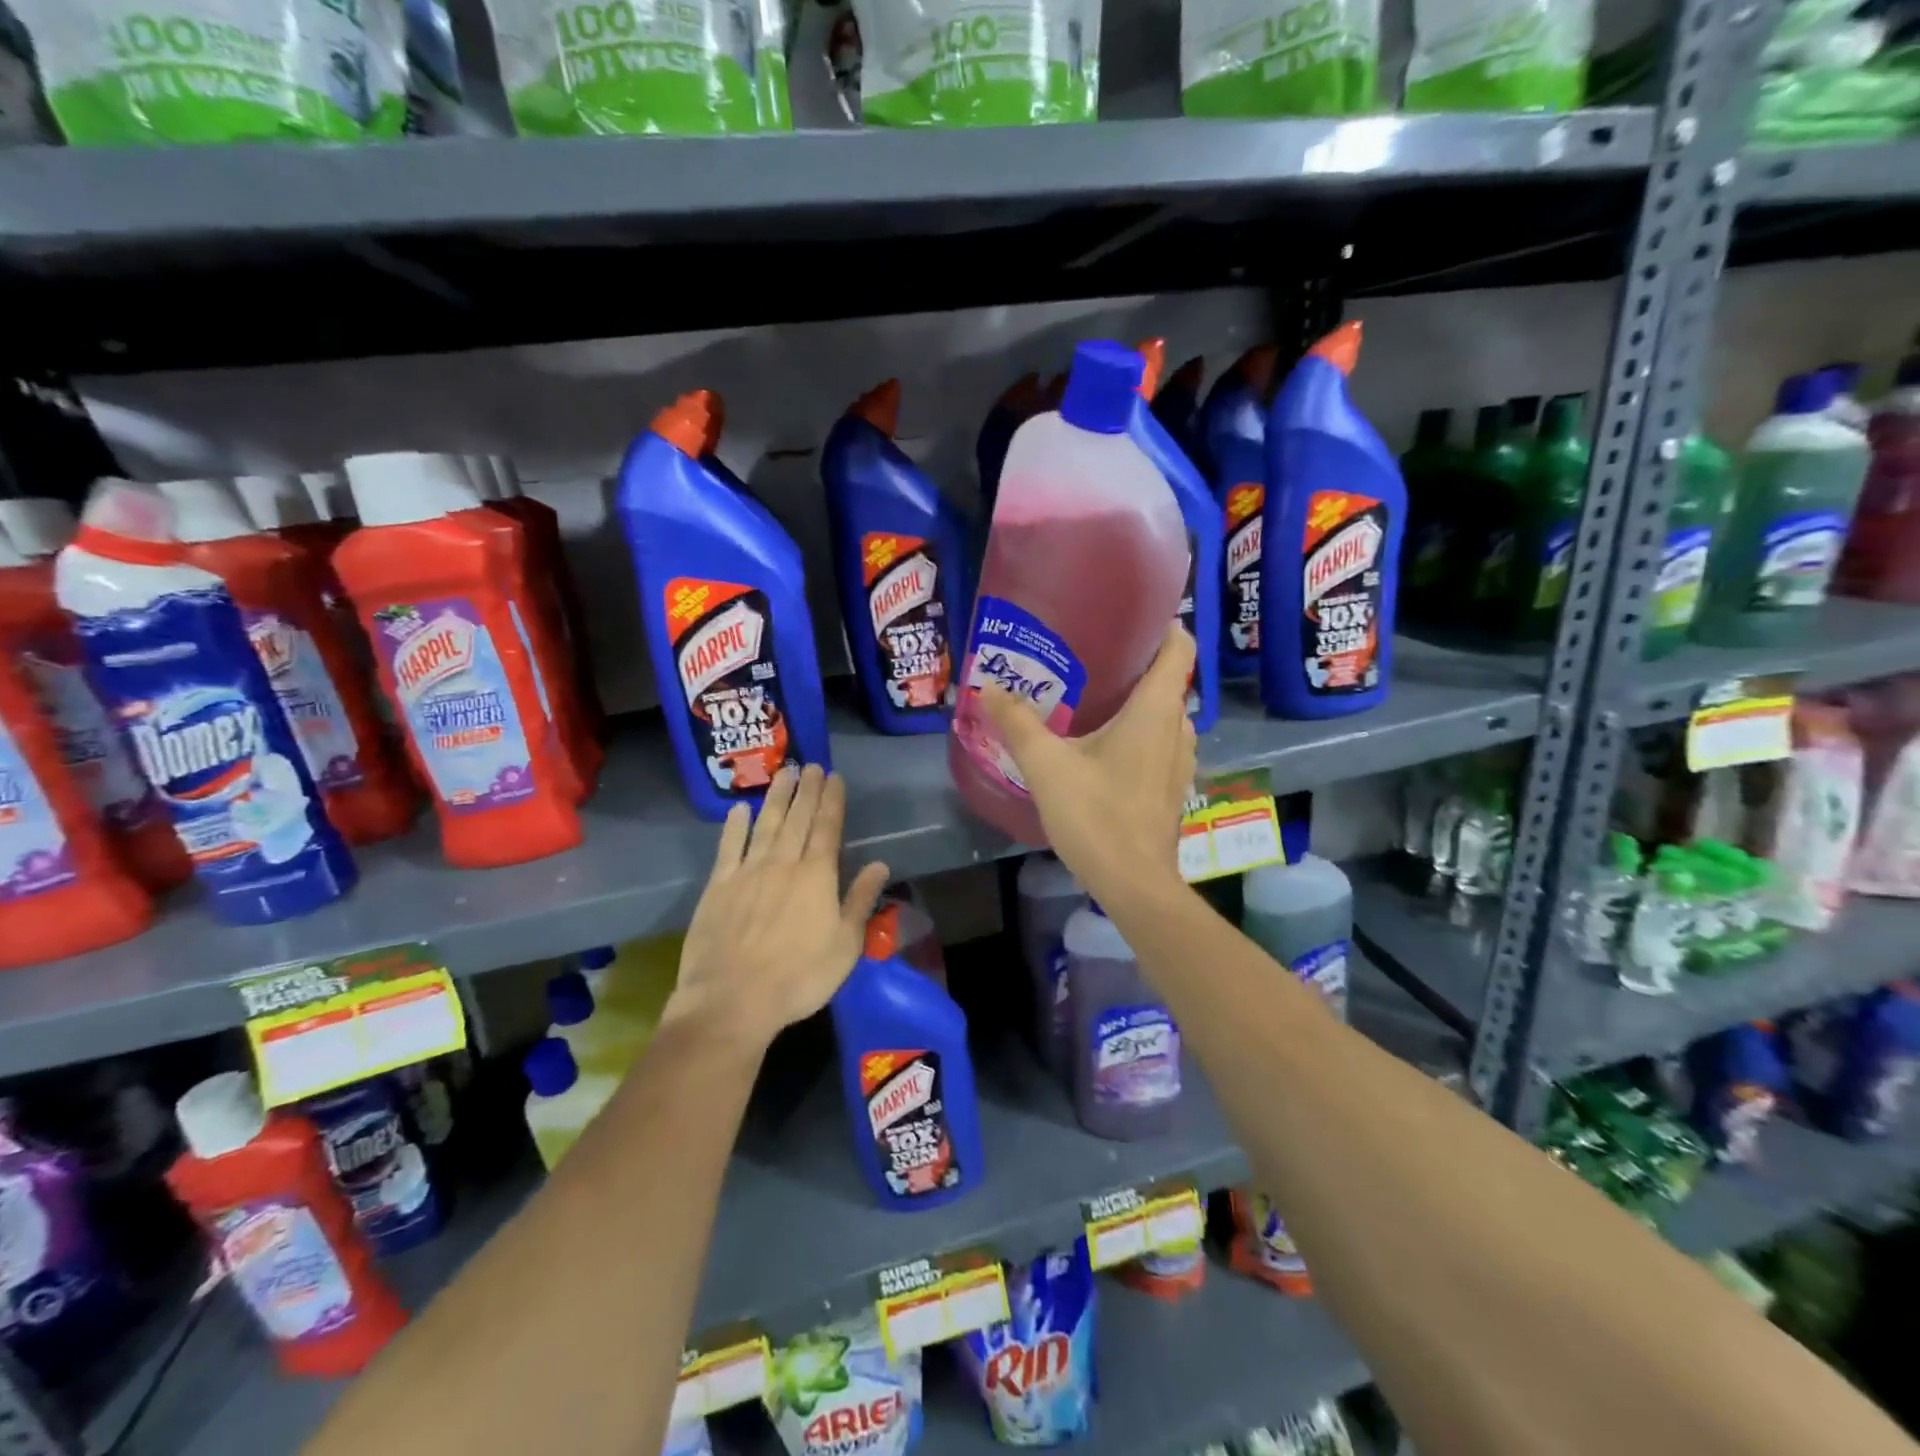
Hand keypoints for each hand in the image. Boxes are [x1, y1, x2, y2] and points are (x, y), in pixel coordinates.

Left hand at [668, 765, 890, 1052]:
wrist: (732, 1000)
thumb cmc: (799, 977)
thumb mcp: (845, 945)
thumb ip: (860, 900)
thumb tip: (881, 864)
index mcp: (817, 876)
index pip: (828, 828)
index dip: (832, 801)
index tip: (835, 777)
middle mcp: (783, 864)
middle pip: (798, 819)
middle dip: (807, 791)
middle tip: (812, 765)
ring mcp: (748, 872)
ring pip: (765, 825)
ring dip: (776, 797)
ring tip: (785, 773)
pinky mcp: (718, 887)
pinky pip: (728, 848)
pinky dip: (734, 826)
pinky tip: (739, 809)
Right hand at [978, 622, 1196, 904]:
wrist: (1133, 883)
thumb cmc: (1095, 815)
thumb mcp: (1046, 765)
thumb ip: (1017, 723)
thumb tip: (987, 688)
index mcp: (1155, 711)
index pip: (1179, 648)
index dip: (1163, 626)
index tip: (1132, 618)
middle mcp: (1178, 728)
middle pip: (1170, 681)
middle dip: (1140, 664)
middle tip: (1095, 657)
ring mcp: (1180, 761)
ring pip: (1166, 715)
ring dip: (1141, 702)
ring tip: (1098, 699)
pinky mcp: (1173, 788)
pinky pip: (1162, 743)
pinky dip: (1142, 733)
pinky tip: (1106, 747)